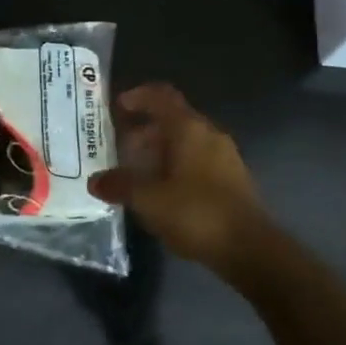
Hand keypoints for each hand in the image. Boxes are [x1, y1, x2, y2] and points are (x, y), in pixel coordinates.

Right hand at [88, 84, 268, 270]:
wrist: (249, 248)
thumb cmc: (196, 213)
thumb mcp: (149, 200)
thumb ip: (120, 185)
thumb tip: (95, 181)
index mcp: (189, 129)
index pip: (161, 96)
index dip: (137, 96)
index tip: (116, 107)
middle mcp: (209, 135)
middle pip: (172, 120)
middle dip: (143, 131)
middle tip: (117, 148)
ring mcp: (224, 157)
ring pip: (184, 142)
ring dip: (158, 152)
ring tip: (134, 173)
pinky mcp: (230, 180)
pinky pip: (196, 161)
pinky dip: (174, 167)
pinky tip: (160, 192)